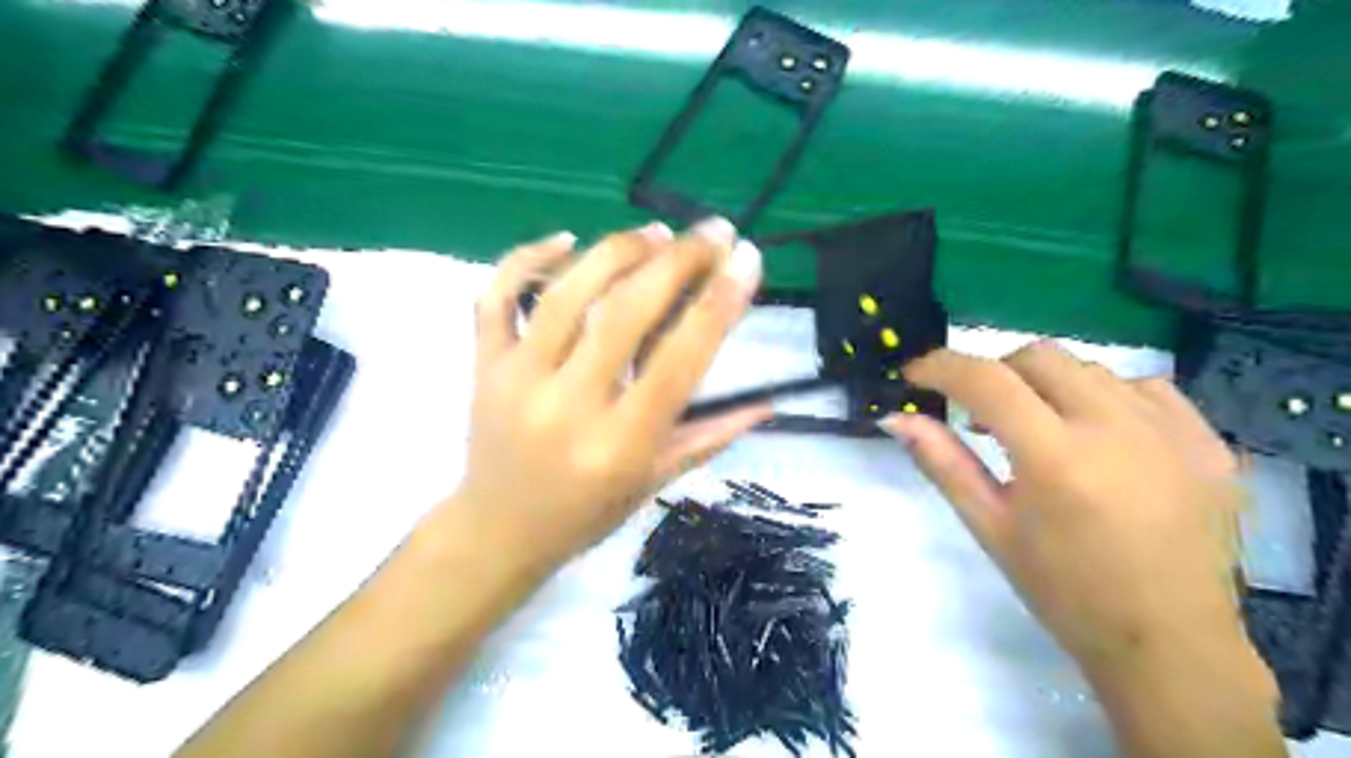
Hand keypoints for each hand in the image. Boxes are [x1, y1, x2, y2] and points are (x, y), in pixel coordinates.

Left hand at [447, 218, 770, 572]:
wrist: (496, 533)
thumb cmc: (585, 515)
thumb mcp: (653, 483)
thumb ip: (710, 437)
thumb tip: (768, 402)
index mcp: (619, 444)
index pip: (678, 360)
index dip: (718, 305)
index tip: (746, 260)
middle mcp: (568, 405)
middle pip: (624, 312)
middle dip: (676, 261)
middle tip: (712, 232)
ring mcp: (517, 379)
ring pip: (566, 293)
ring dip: (617, 251)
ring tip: (657, 231)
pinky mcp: (484, 365)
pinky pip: (496, 296)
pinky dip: (526, 258)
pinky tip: (566, 239)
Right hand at [884, 341, 1250, 671]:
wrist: (1170, 643)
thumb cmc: (1063, 591)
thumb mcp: (990, 527)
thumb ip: (942, 463)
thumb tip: (895, 418)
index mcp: (1055, 459)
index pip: (986, 380)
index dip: (942, 367)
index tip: (917, 375)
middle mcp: (1116, 429)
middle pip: (1039, 357)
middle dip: (996, 373)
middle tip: (982, 415)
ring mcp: (1172, 431)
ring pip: (1090, 369)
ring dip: (1048, 387)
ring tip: (1040, 431)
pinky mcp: (1208, 442)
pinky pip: (1145, 389)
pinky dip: (1105, 398)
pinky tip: (1098, 436)